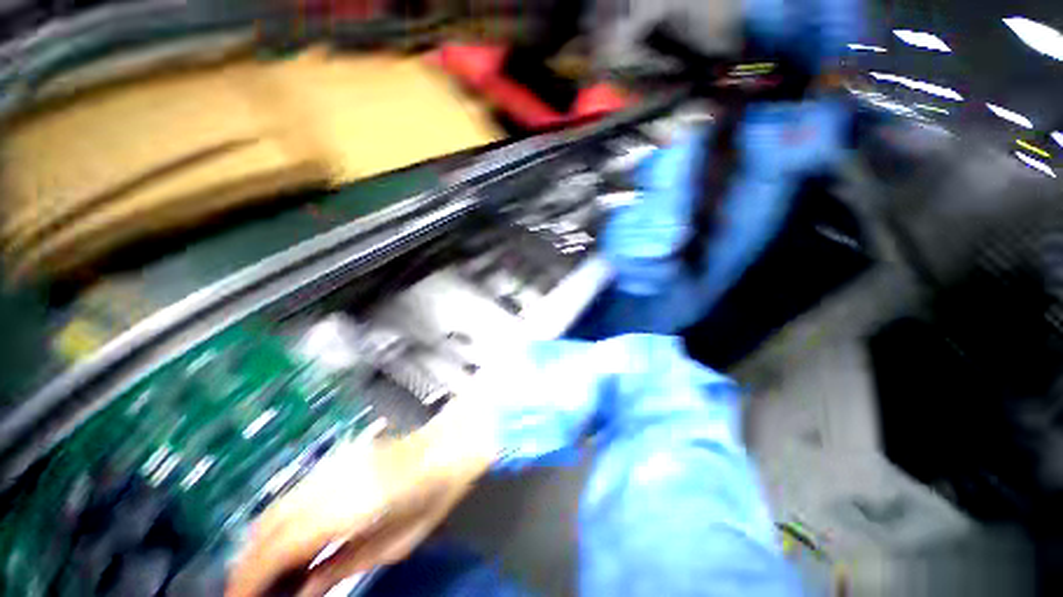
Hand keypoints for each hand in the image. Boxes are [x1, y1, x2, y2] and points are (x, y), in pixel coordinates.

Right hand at [226, 404, 495, 596]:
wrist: (450, 446)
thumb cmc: (433, 496)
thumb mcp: (396, 543)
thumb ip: (344, 566)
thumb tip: (303, 589)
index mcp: (350, 505)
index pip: (280, 545)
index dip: (250, 577)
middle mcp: (335, 481)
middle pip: (270, 522)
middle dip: (250, 561)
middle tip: (248, 591)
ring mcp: (338, 464)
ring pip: (279, 505)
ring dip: (262, 541)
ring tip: (265, 572)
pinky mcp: (343, 458)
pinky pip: (298, 491)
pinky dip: (281, 520)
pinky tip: (290, 538)